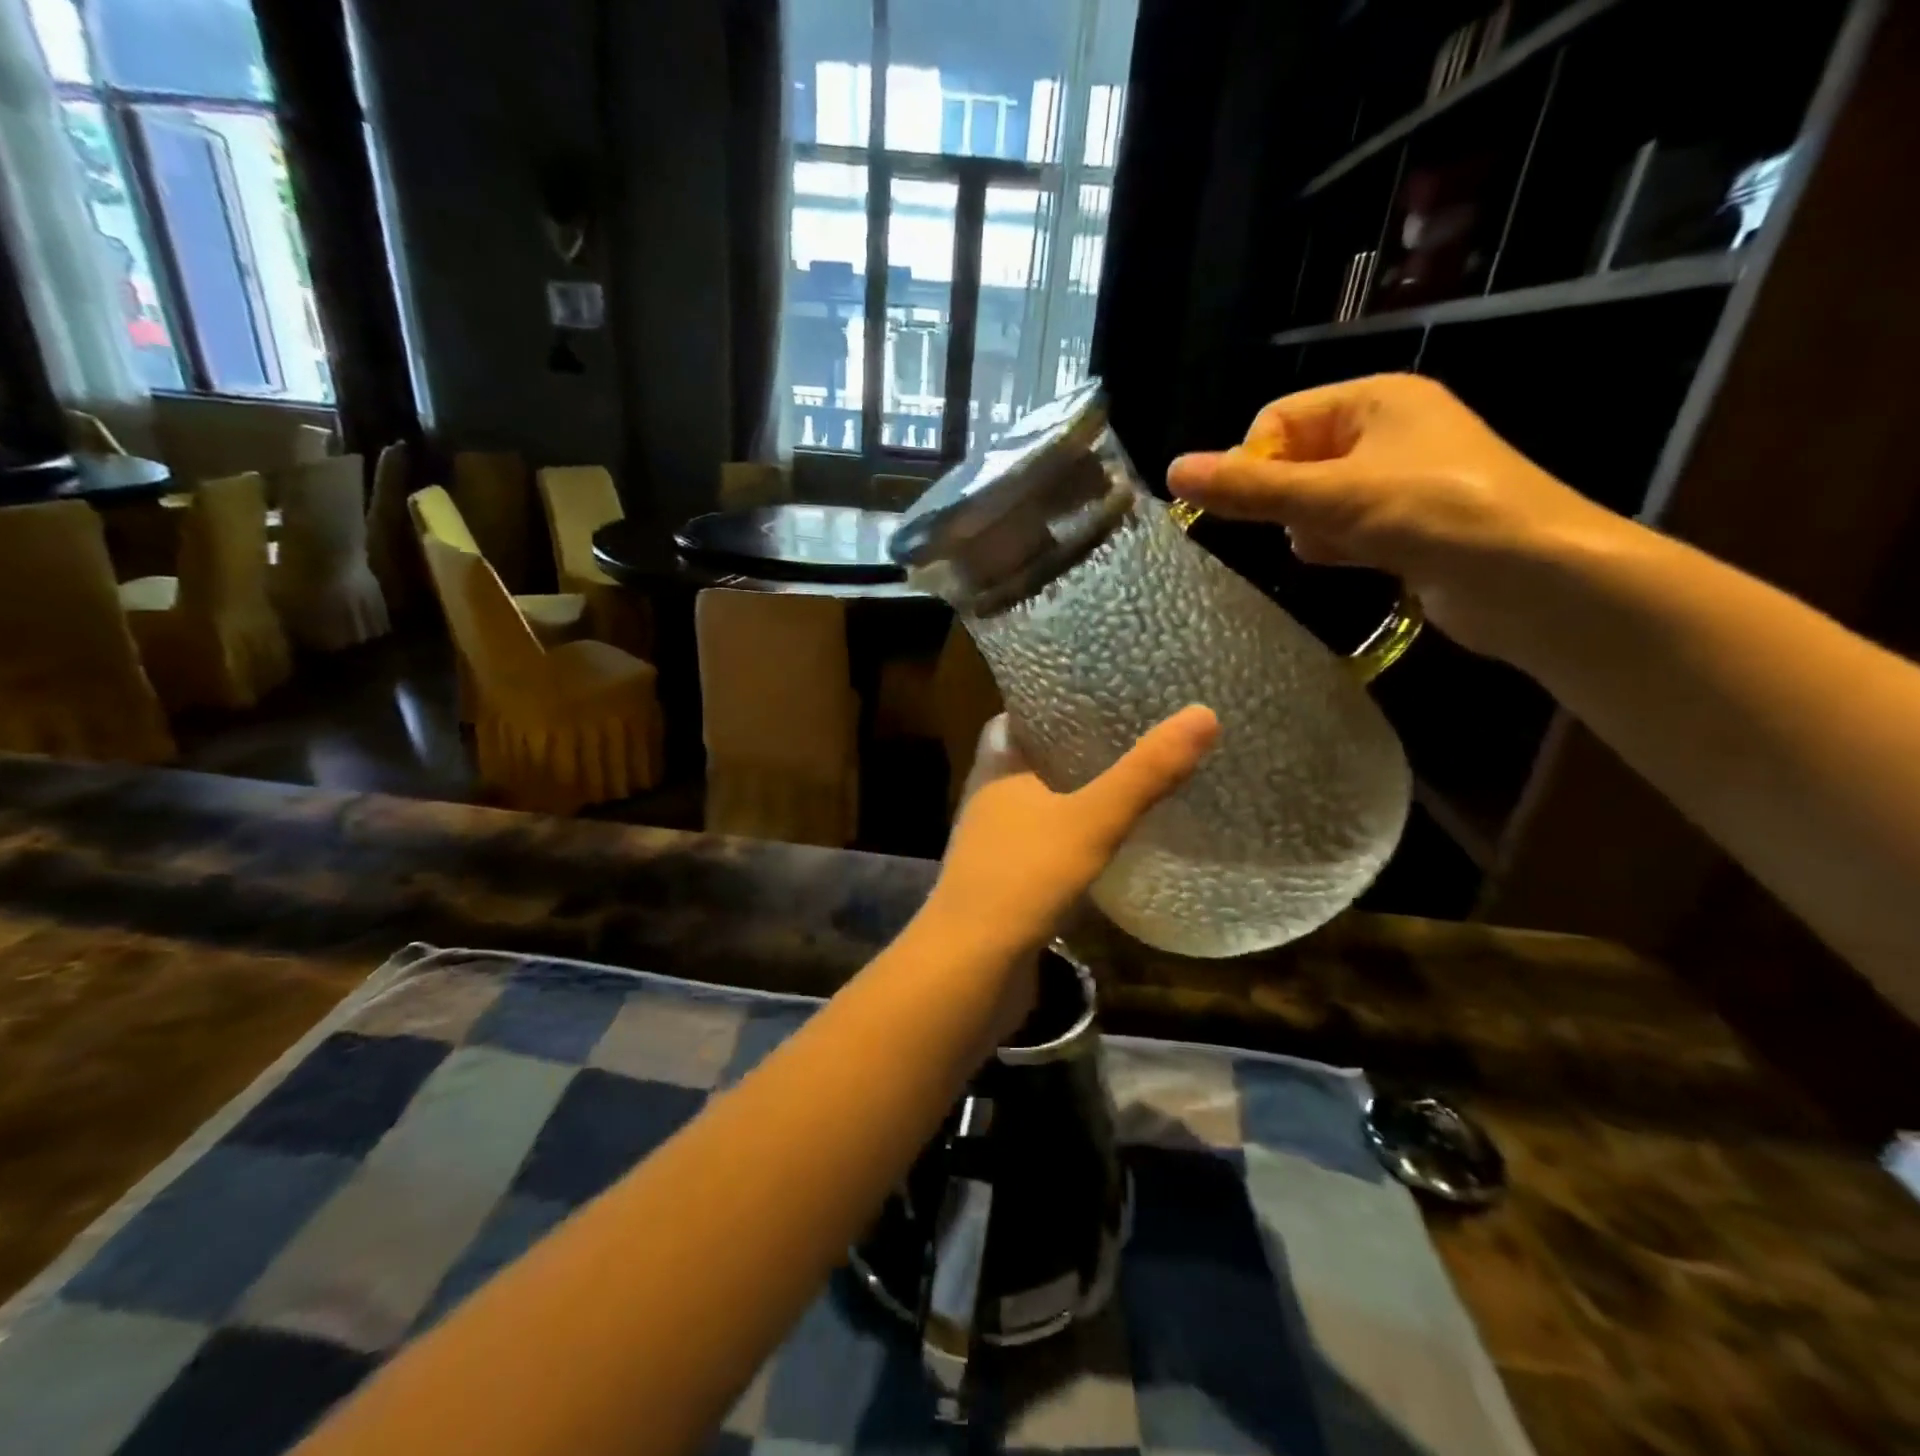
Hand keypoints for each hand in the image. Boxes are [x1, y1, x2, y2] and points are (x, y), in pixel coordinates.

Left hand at [930, 706, 1219, 960]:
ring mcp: (995, 846)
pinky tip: (1108, 844)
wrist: (971, 969)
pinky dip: (1073, 839)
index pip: (1017, 720)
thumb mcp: (1092, 820)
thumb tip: (1204, 713)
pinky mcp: (1006, 884)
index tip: (1098, 695)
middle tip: (1128, 736)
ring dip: (1075, 797)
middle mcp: (989, 801)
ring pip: (1040, 807)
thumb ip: (1144, 773)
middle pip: (1033, 762)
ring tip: (1128, 783)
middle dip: (1073, 751)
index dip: (1051, 706)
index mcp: (997, 771)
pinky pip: (1044, 847)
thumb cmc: (1023, 879)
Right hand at [1166, 373, 1623, 657]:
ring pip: (1315, 498)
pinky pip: (1343, 527)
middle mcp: (1386, 430)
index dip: (1254, 462)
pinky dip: (1335, 544)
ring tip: (1337, 545)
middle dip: (1286, 499)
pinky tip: (1352, 561)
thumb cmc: (1437, 517)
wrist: (1537, 581)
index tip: (1252, 507)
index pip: (1278, 419)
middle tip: (1307, 525)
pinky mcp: (1406, 524)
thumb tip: (1172, 471)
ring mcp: (1399, 479)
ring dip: (1310, 526)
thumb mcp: (1334, 498)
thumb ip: (1251, 489)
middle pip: (1294, 459)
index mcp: (1375, 400)